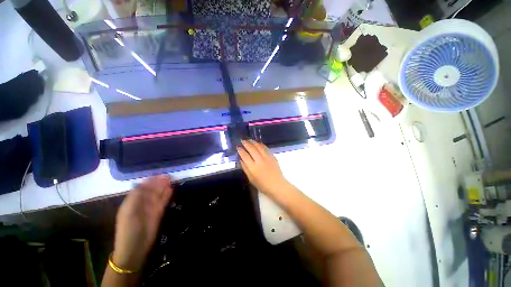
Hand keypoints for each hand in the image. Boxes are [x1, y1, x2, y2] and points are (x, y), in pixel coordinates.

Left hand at [112, 175, 172, 270]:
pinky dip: (167, 196)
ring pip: (158, 195)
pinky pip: (163, 202)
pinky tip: (171, 190)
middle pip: (151, 190)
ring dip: (164, 188)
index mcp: (131, 202)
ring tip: (171, 180)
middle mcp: (141, 204)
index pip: (141, 188)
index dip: (149, 181)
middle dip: (158, 183)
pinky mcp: (158, 213)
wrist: (135, 248)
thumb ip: (135, 197)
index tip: (157, 174)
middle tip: (167, 176)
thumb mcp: (128, 212)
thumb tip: (141, 184)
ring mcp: (150, 209)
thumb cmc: (128, 230)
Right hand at [237, 140, 288, 195]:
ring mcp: (267, 158)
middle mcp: (260, 161)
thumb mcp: (251, 179)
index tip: (238, 147)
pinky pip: (266, 148)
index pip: (245, 156)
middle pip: (252, 149)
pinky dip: (261, 144)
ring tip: (249, 140)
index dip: (241, 150)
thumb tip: (241, 160)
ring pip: (259, 147)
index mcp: (253, 168)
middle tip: (242, 140)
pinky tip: (258, 143)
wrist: (277, 185)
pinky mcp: (272, 156)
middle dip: (246, 143)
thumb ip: (245, 169)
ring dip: (253, 142)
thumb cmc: (263, 185)